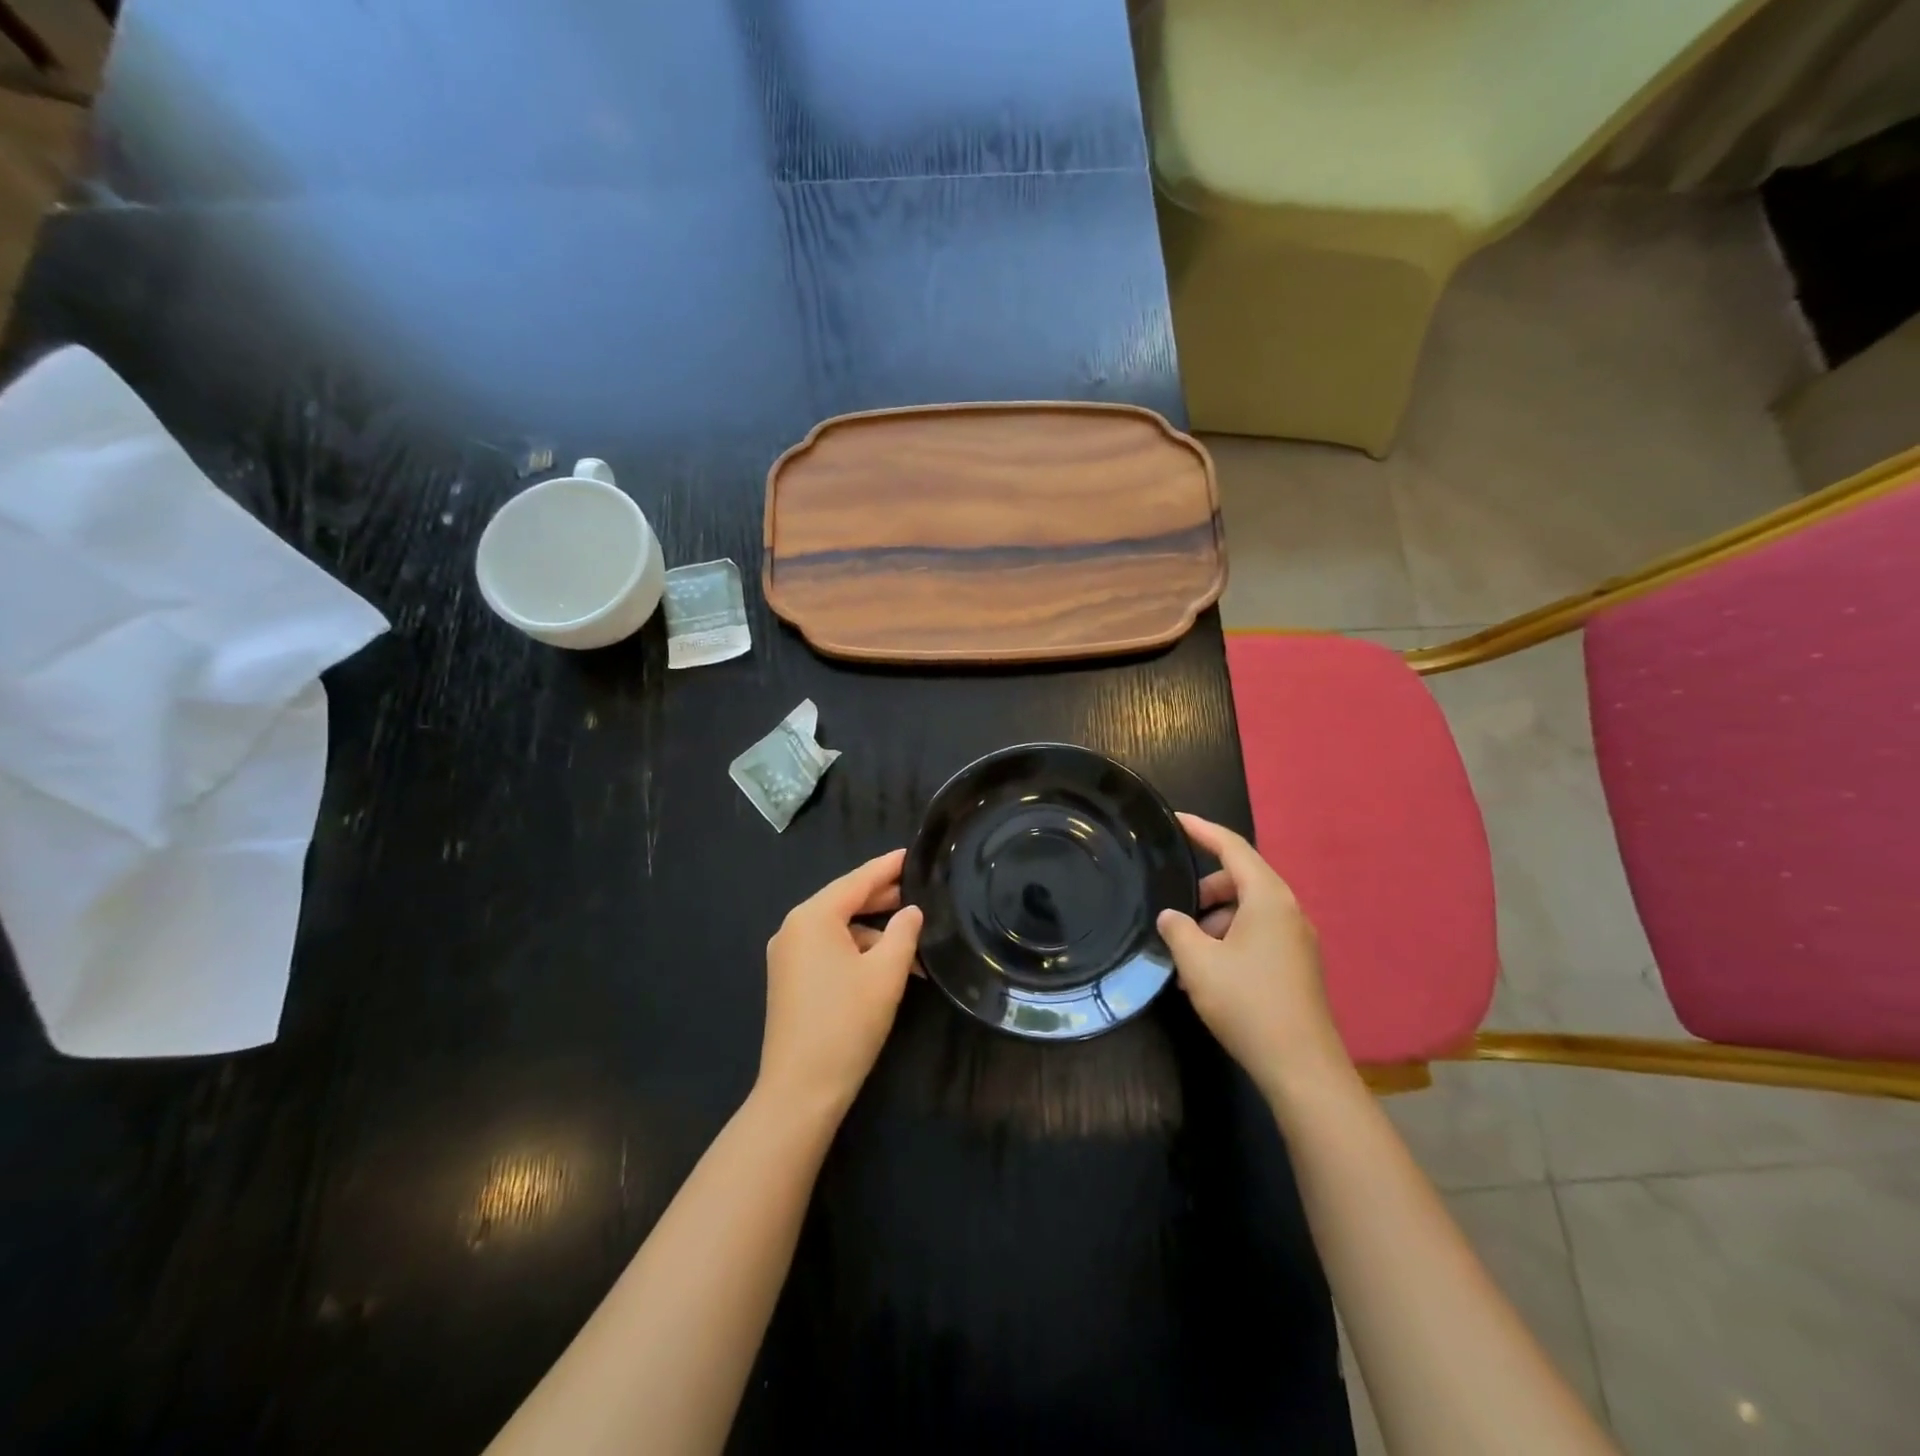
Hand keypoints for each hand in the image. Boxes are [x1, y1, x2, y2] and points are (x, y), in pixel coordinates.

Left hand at [758, 849, 923, 1118]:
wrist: (800, 1090)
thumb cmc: (846, 1023)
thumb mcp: (886, 973)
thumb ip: (904, 932)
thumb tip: (911, 911)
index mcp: (813, 917)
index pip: (857, 880)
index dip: (888, 867)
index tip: (913, 854)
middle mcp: (794, 928)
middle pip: (845, 902)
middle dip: (883, 898)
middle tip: (921, 891)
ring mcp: (787, 955)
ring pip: (839, 929)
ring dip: (875, 933)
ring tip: (914, 941)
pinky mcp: (789, 980)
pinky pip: (828, 950)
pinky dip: (857, 952)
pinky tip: (887, 967)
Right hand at [1157, 813, 1351, 1096]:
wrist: (1301, 1066)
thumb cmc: (1247, 1002)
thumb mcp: (1198, 962)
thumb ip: (1177, 929)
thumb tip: (1171, 917)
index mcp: (1268, 899)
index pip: (1232, 848)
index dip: (1202, 830)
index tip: (1175, 820)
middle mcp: (1288, 911)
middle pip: (1241, 879)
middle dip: (1205, 889)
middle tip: (1175, 910)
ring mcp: (1297, 940)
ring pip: (1248, 911)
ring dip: (1215, 921)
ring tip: (1186, 954)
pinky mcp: (1297, 966)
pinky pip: (1258, 935)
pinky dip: (1230, 941)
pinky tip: (1207, 974)